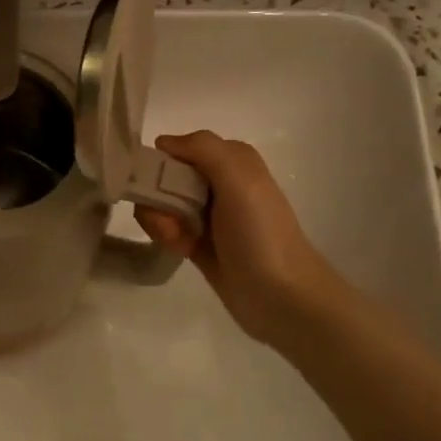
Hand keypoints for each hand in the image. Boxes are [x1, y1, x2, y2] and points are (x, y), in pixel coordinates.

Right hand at [135, 131, 344, 347]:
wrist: (282, 297)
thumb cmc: (260, 234)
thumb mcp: (239, 179)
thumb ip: (203, 148)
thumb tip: (164, 143)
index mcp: (230, 159)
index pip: (177, 148)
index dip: (162, 166)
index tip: (162, 189)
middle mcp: (218, 180)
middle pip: (164, 177)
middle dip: (158, 198)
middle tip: (173, 222)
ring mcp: (208, 213)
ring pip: (161, 204)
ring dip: (160, 221)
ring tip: (180, 241)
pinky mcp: (198, 241)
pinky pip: (166, 227)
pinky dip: (166, 236)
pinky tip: (181, 251)